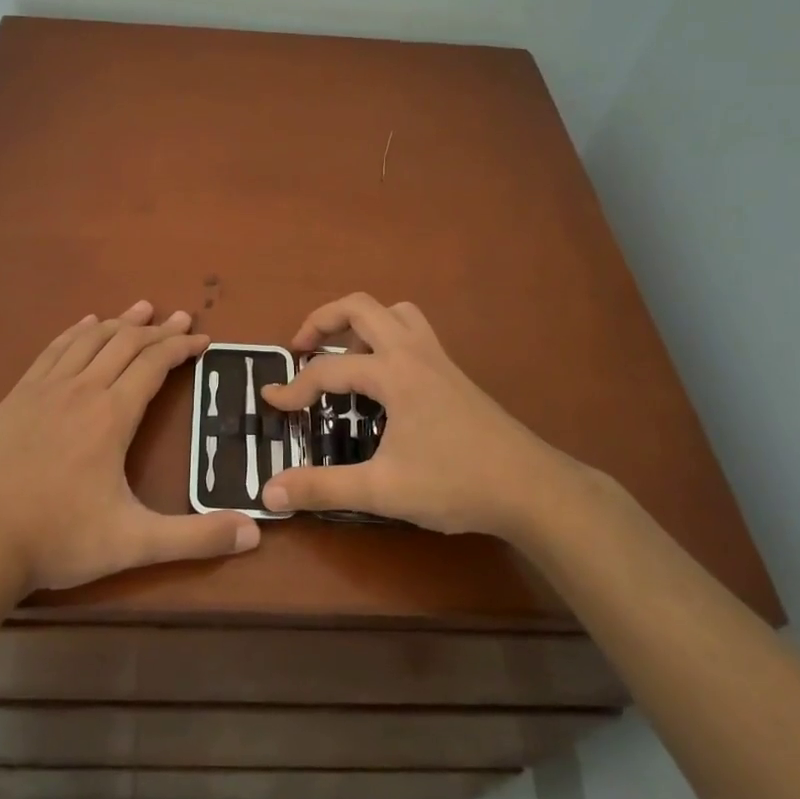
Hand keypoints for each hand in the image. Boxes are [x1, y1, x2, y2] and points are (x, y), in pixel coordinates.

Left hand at [0, 300, 260, 595]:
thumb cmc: (59, 539)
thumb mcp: (134, 543)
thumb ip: (195, 537)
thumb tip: (255, 532)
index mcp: (112, 415)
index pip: (155, 364)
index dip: (182, 347)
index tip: (203, 339)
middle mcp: (82, 389)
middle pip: (126, 343)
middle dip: (158, 328)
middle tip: (182, 317)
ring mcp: (45, 389)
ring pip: (90, 339)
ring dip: (120, 321)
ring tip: (142, 308)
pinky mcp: (17, 396)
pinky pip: (53, 349)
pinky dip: (76, 331)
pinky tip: (84, 324)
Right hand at [258, 293, 571, 540]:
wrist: (530, 487)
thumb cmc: (455, 483)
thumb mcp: (383, 490)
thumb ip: (323, 487)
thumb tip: (269, 492)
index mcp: (393, 373)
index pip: (329, 370)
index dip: (294, 387)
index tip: (270, 402)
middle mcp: (413, 352)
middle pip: (360, 306)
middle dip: (322, 320)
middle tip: (301, 348)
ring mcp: (437, 358)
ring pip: (394, 311)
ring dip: (361, 322)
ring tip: (344, 354)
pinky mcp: (452, 372)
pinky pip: (413, 330)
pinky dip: (387, 334)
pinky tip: (384, 377)